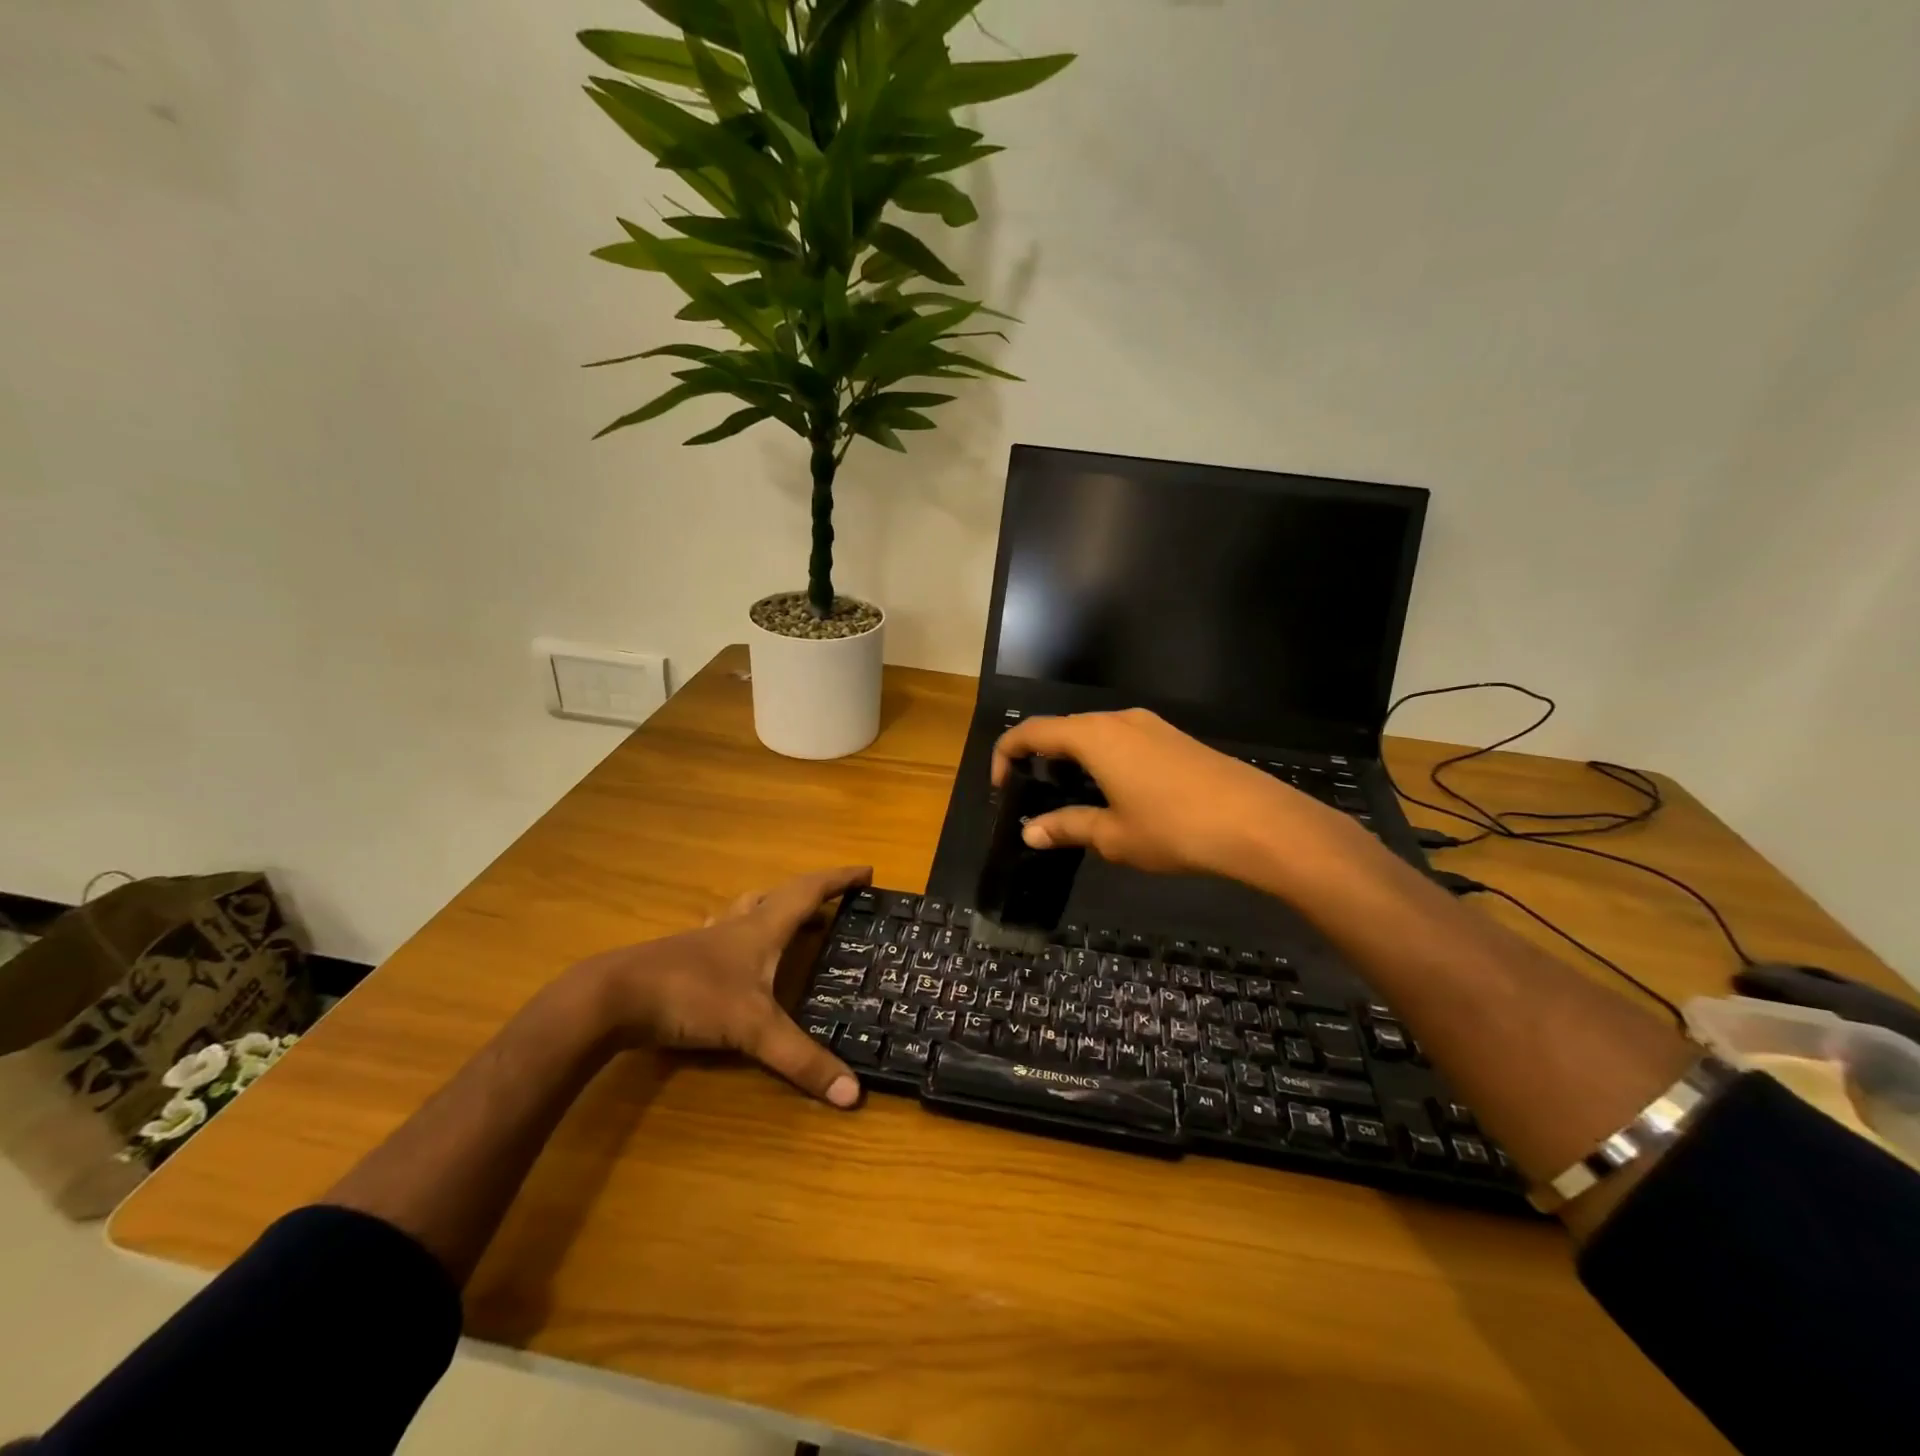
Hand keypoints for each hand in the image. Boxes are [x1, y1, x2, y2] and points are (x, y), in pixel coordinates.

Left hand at [577, 865, 871, 1107]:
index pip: (809, 891)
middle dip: (810, 896)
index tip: (867, 871)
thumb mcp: (752, 1029)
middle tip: (833, 907)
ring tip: (789, 924)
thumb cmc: (691, 996)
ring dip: (772, 910)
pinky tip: (733, 955)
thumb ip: (801, 1059)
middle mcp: (736, 926)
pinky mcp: (682, 959)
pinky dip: (739, 935)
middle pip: (779, 896)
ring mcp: (706, 941)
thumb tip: (852, 1094)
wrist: (612, 998)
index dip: (840, 879)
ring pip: (746, 911)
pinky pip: (721, 935)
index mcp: (761, 928)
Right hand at [991, 709, 1321, 877]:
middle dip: (1039, 758)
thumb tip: (1030, 832)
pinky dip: (1103, 761)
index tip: (1000, 789)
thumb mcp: (1113, 836)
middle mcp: (1118, 720)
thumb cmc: (1173, 828)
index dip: (1006, 755)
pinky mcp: (1175, 739)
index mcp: (1093, 737)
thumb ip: (1067, 827)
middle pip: (1063, 729)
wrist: (1257, 822)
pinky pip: (1123, 741)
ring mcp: (1151, 726)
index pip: (1032, 732)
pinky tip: (1115, 795)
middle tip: (1033, 797)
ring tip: (1071, 799)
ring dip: (1073, 760)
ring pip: (1095, 734)